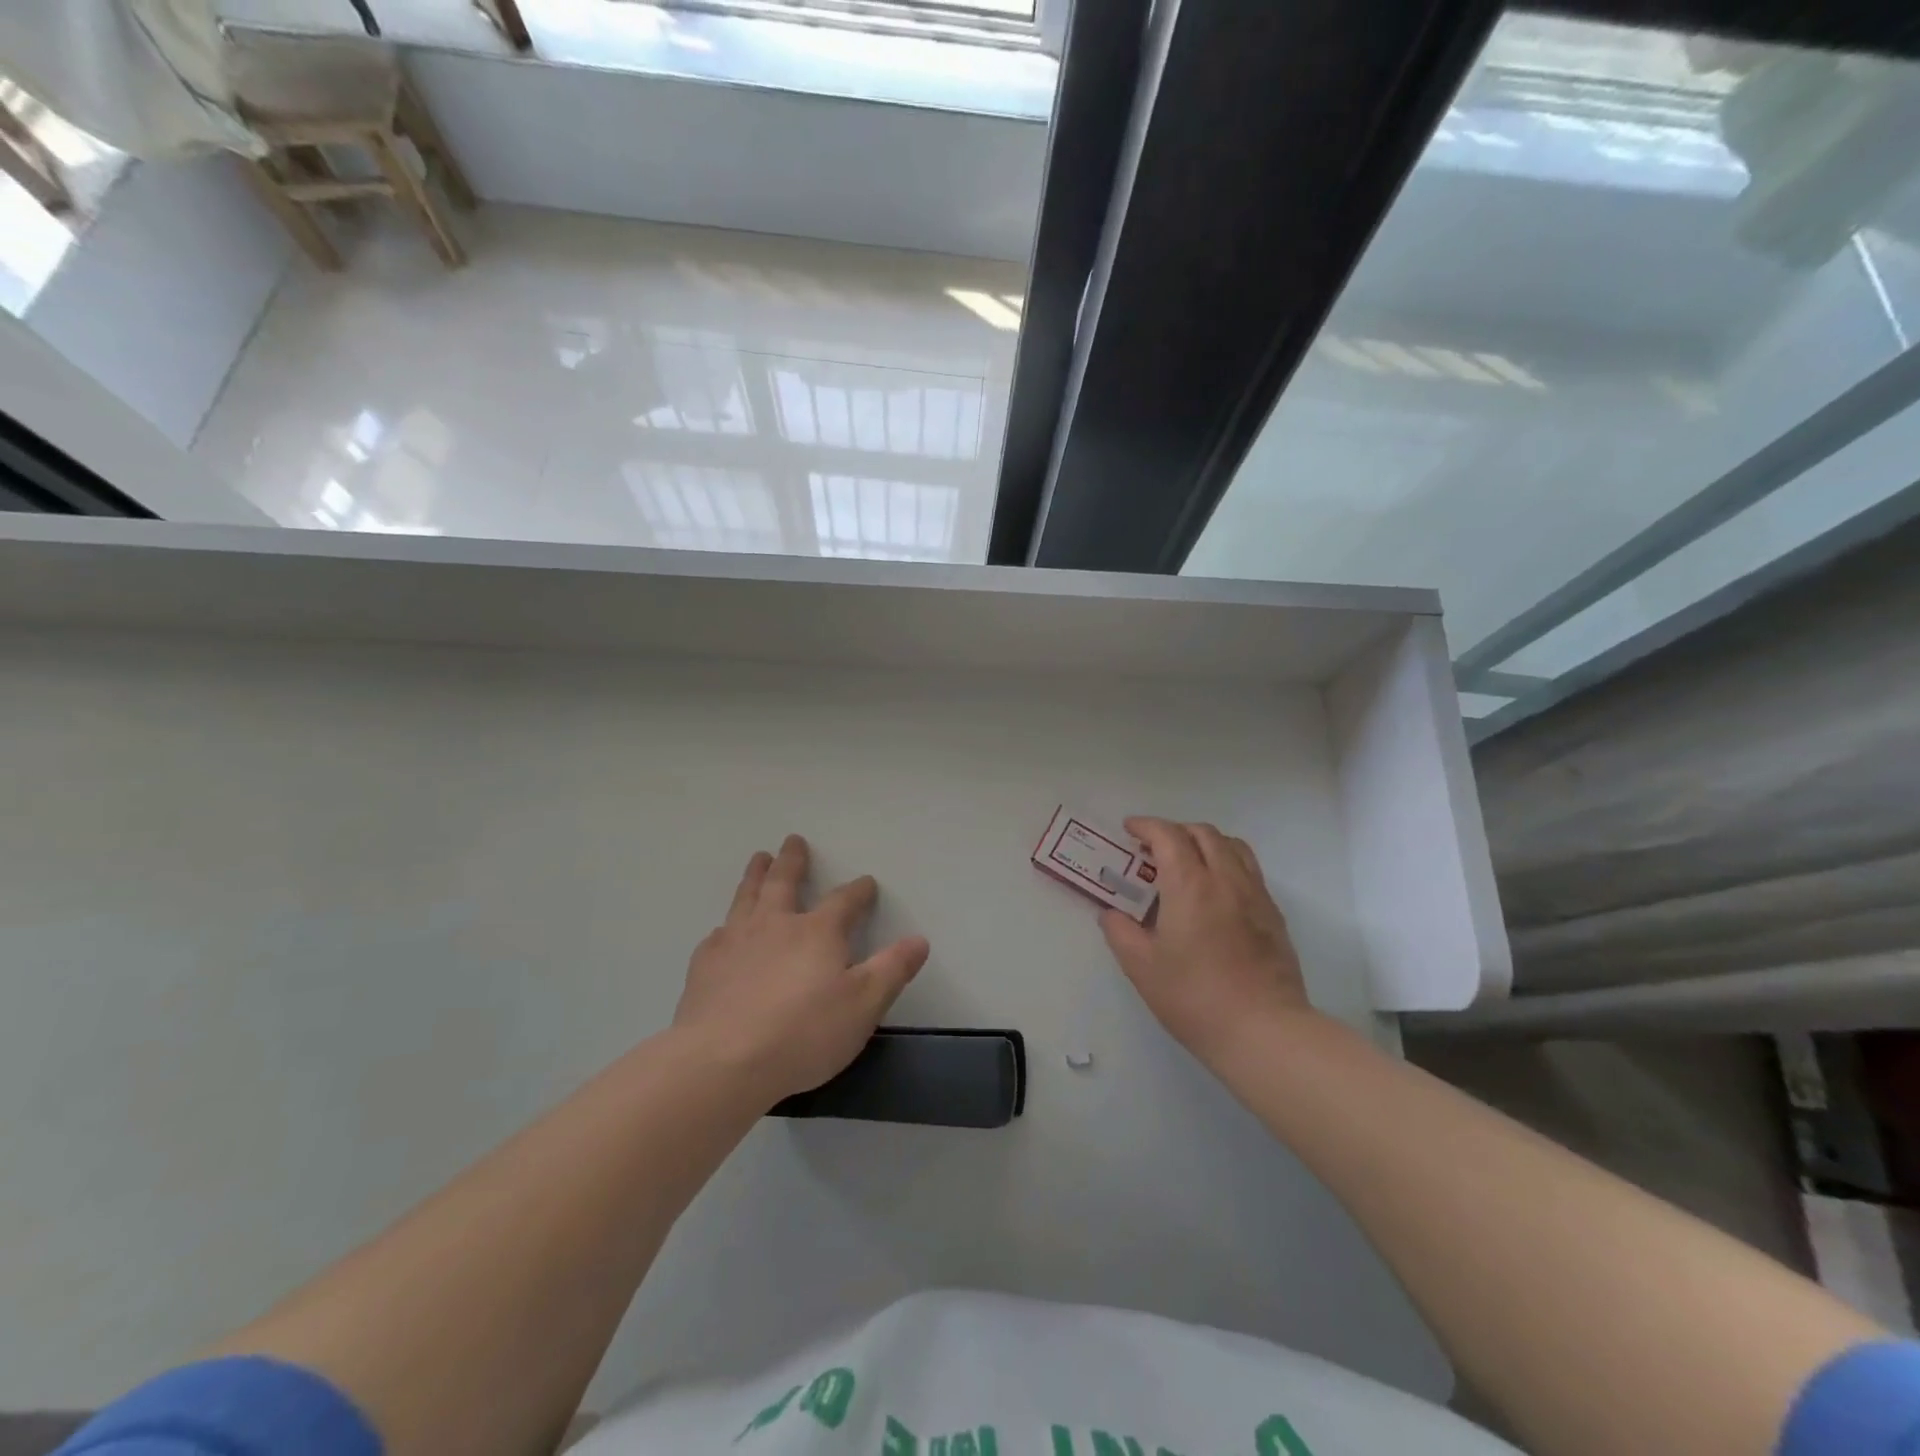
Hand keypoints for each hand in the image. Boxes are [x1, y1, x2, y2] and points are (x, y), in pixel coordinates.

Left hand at [674, 834, 929, 1103]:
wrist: (724, 1061)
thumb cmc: (804, 1033)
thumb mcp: (864, 1005)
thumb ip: (892, 970)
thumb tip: (919, 940)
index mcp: (818, 931)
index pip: (844, 901)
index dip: (858, 891)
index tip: (866, 882)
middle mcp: (775, 924)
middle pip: (784, 882)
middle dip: (793, 861)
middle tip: (793, 841)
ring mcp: (736, 941)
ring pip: (747, 897)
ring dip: (756, 875)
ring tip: (759, 859)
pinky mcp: (705, 965)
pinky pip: (718, 935)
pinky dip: (726, 926)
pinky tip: (723, 931)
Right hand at [1101, 818, 1312, 1065]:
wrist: (1263, 1031)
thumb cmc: (1194, 997)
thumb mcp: (1142, 967)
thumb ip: (1120, 932)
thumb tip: (1111, 913)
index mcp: (1190, 885)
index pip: (1168, 836)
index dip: (1146, 826)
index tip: (1129, 830)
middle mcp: (1226, 879)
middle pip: (1203, 833)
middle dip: (1175, 831)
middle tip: (1153, 848)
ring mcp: (1255, 895)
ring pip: (1233, 846)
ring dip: (1205, 842)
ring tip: (1188, 861)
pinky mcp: (1273, 915)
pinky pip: (1250, 870)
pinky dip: (1227, 863)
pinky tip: (1216, 892)